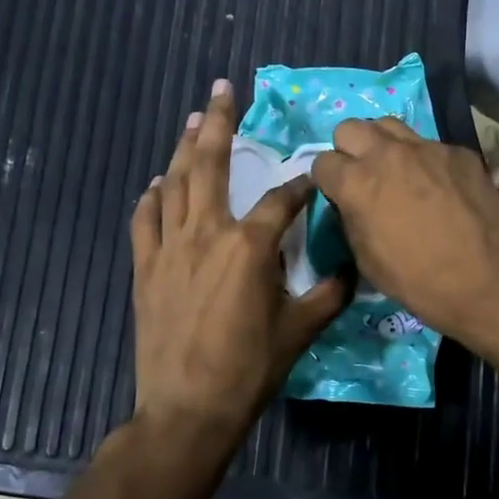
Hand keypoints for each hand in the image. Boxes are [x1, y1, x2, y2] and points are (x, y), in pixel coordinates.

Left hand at [131, 81, 348, 444]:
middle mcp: (207, 233)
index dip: (300, 185)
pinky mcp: (145, 267)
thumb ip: (330, 293)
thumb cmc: (249, 369)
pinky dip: (151, 197)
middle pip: (210, 164)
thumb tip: (353, 269)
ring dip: (183, 147)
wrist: (187, 408)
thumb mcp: (301, 330)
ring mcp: (169, 247)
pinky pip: (144, 220)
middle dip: (218, 122)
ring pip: (174, 183)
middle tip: (222, 89)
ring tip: (192, 119)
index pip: (280, 199)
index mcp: (249, 246)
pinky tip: (156, 183)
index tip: (313, 176)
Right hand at [310, 119, 498, 343]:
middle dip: (349, 149)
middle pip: (350, 128)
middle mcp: (388, 154)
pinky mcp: (460, 152)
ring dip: (384, 145)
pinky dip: (425, 161)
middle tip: (363, 176)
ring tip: (396, 171)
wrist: (490, 282)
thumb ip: (351, 221)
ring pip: (390, 125)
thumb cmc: (420, 282)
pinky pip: (430, 145)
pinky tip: (440, 187)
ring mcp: (428, 148)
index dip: (327, 181)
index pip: (321, 162)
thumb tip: (351, 205)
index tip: (337, 196)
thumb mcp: (367, 261)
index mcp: (357, 183)